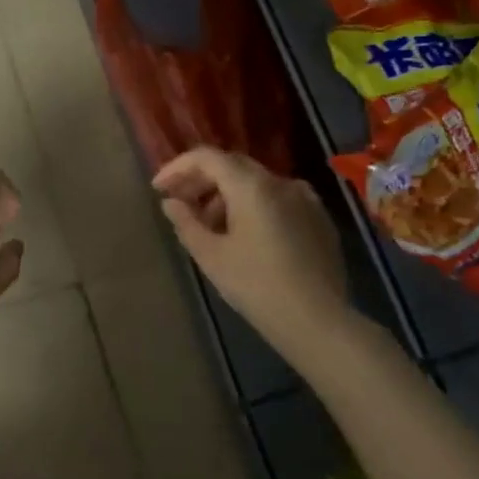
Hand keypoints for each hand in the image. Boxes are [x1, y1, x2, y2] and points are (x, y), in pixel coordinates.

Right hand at [153, 149, 348, 351]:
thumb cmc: (256, 286)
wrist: (317, 321)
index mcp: (252, 185)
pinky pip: (278, 200)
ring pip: (257, 184)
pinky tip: (245, 236)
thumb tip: (171, 203)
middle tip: (180, 203)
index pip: (207, 157)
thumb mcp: (211, 256)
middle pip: (233, 166)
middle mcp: (280, 182)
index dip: (178, 168)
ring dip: (227, 196)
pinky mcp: (319, 219)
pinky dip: (254, 207)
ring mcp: (305, 199)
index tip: (158, 188)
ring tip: (210, 226)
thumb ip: (186, 223)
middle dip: (202, 181)